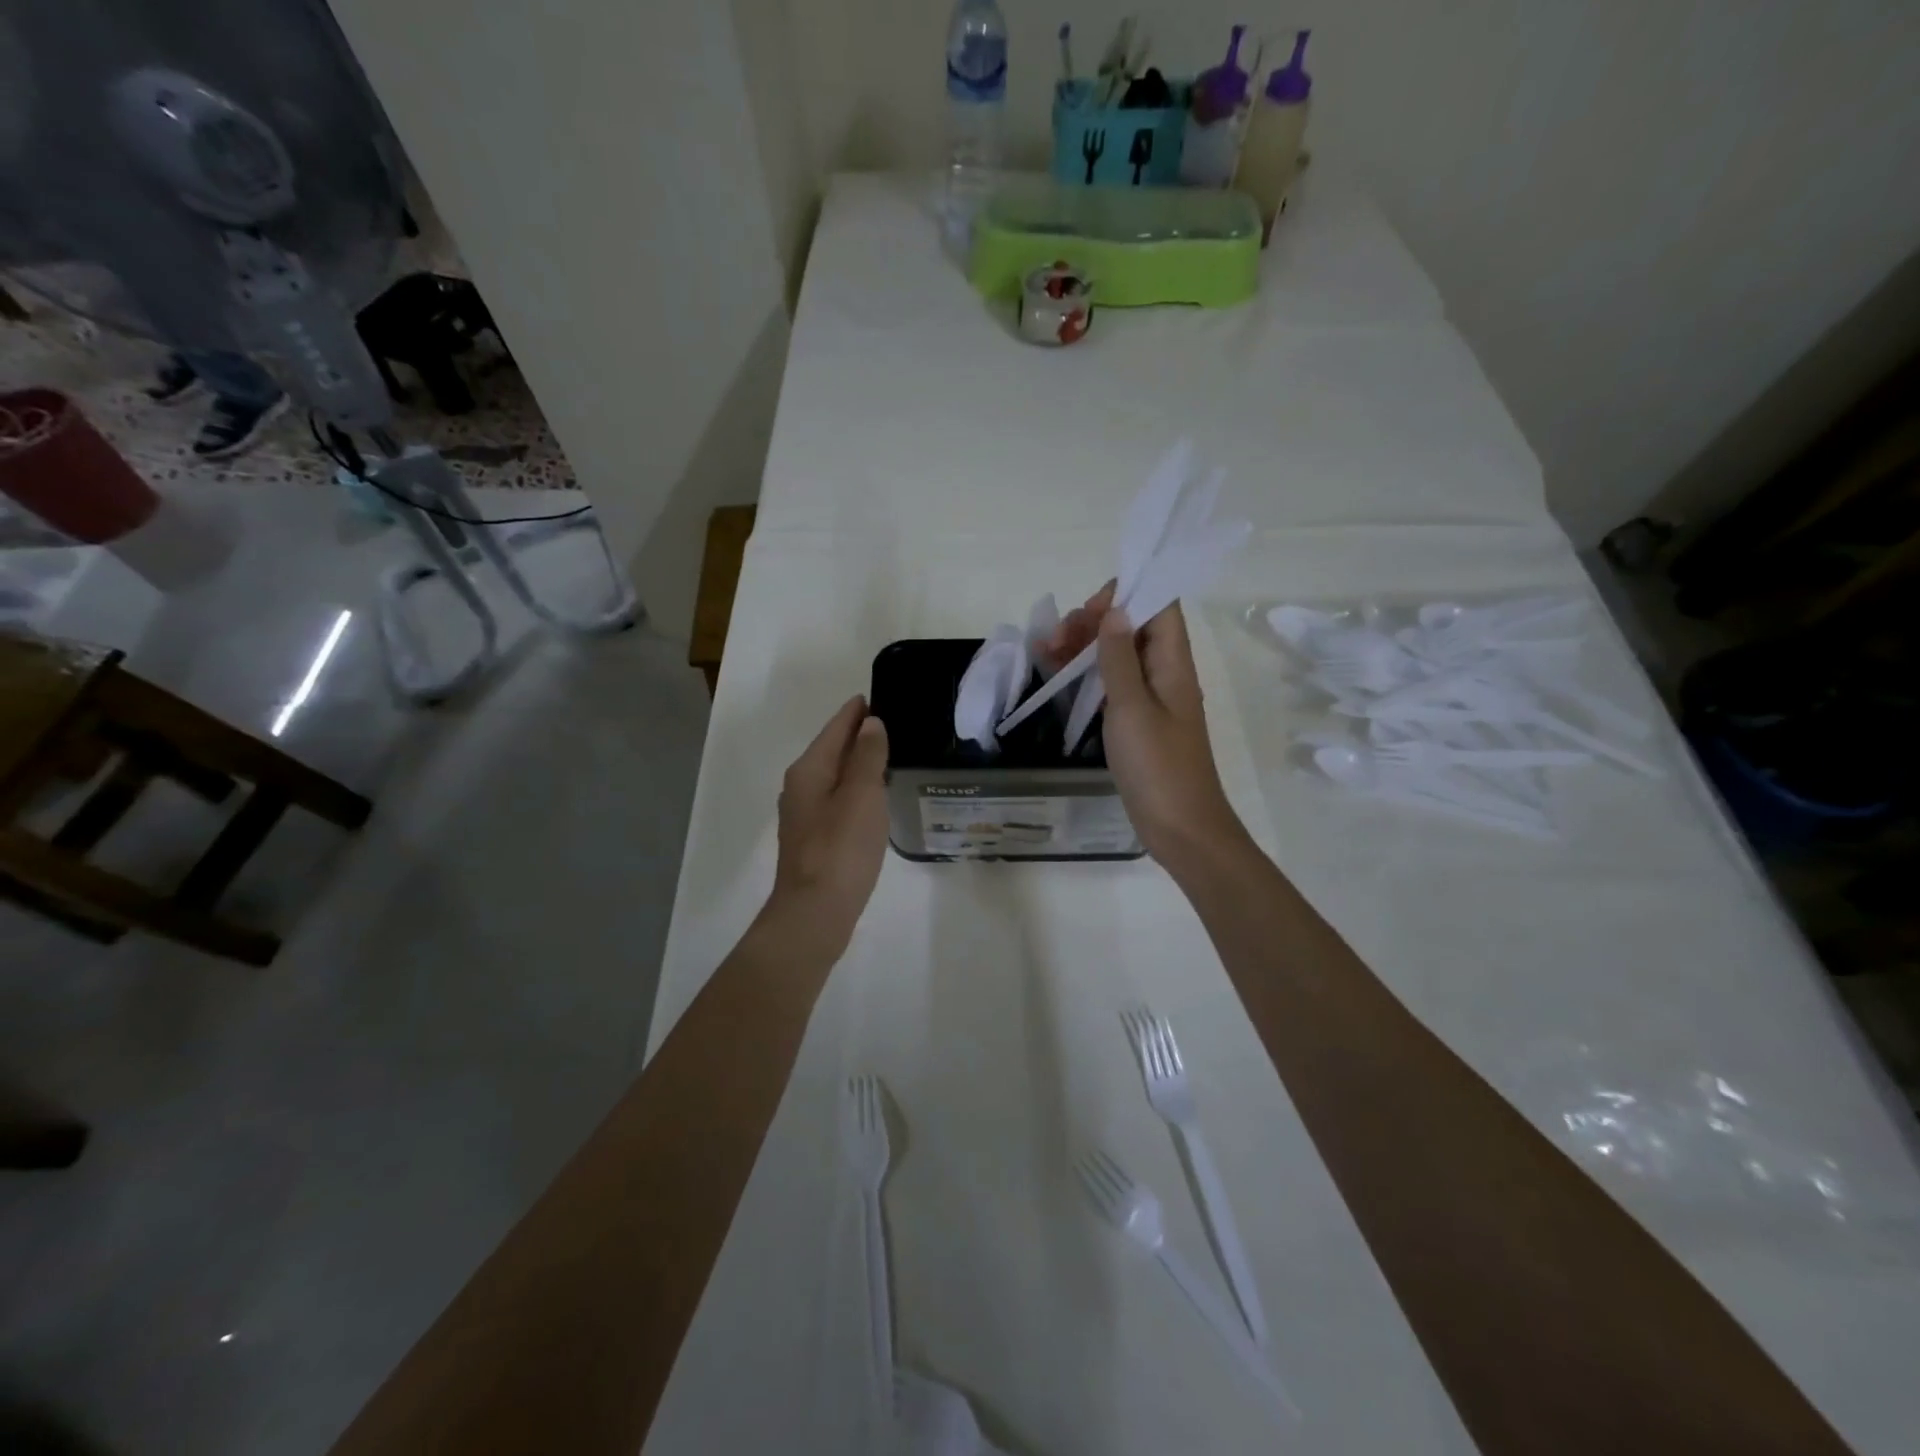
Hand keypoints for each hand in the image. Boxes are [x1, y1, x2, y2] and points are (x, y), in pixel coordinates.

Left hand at [767, 696, 890, 948]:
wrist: (815, 912)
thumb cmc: (840, 849)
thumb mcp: (862, 795)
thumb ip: (868, 756)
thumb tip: (870, 724)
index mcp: (809, 770)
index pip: (835, 728)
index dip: (856, 711)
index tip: (877, 695)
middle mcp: (800, 787)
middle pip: (832, 750)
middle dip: (858, 735)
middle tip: (893, 723)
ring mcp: (804, 815)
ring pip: (834, 776)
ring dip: (858, 764)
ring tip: (889, 756)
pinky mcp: (814, 839)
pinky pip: (837, 800)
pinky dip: (855, 790)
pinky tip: (874, 798)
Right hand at [1045, 585, 1248, 870]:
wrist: (1180, 827)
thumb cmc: (1157, 767)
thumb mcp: (1131, 708)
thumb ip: (1119, 658)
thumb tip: (1115, 610)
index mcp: (1173, 663)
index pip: (1160, 604)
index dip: (1127, 593)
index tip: (1088, 609)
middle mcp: (1165, 673)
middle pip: (1133, 626)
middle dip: (1094, 621)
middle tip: (1058, 638)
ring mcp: (1151, 698)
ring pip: (1118, 655)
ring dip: (1086, 647)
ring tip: (1047, 653)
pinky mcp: (1138, 721)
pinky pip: (1113, 684)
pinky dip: (1088, 675)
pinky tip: (1059, 676)